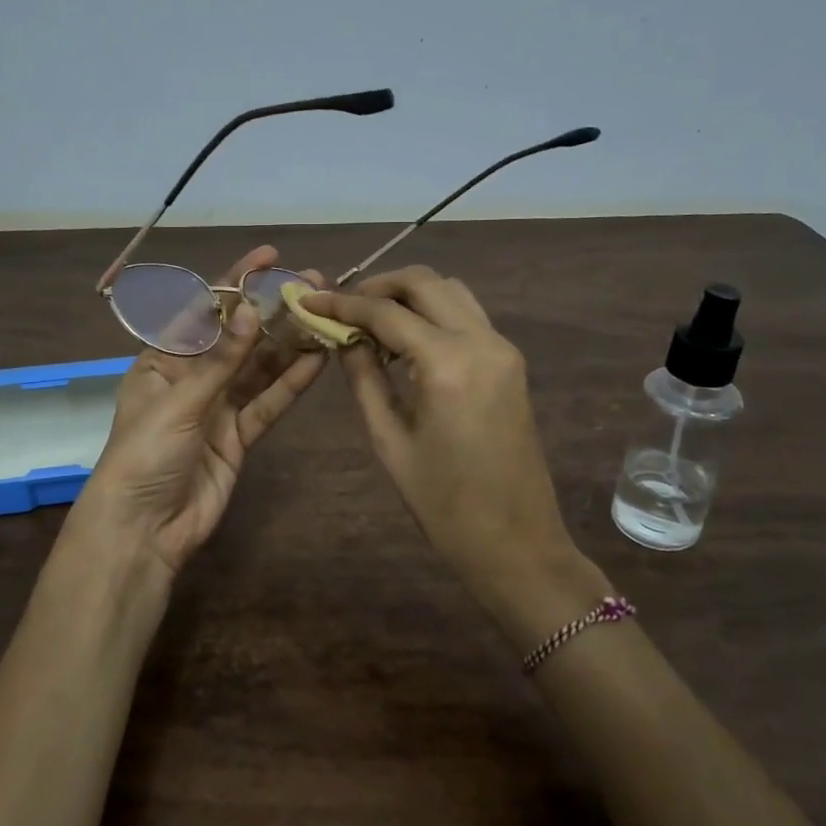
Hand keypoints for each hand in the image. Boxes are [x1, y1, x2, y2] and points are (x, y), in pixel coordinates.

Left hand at [70, 246, 327, 582]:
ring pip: (259, 368)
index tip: (269, 256)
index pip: (203, 310)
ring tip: (325, 314)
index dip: (235, 281)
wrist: (144, 531)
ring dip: (290, 343)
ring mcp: (218, 407)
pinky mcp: (239, 437)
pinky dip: (291, 383)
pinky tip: (319, 359)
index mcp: (162, 360)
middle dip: (272, 311)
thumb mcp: (179, 402)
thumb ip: (221, 360)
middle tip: (313, 284)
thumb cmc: (144, 455)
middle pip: (238, 337)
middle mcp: (192, 377)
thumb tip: (251, 309)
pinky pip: (268, 403)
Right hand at [303, 267, 599, 638]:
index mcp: (448, 364)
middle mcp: (482, 341)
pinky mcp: (511, 362)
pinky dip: (433, 312)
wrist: (516, 542)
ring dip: (409, 294)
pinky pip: (467, 315)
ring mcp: (503, 348)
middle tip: (342, 305)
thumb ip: (364, 378)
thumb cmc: (443, 504)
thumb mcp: (390, 441)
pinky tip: (405, 339)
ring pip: (451, 291)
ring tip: (371, 319)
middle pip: (425, 283)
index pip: (386, 313)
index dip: (343, 304)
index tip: (309, 301)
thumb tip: (343, 338)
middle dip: (378, 286)